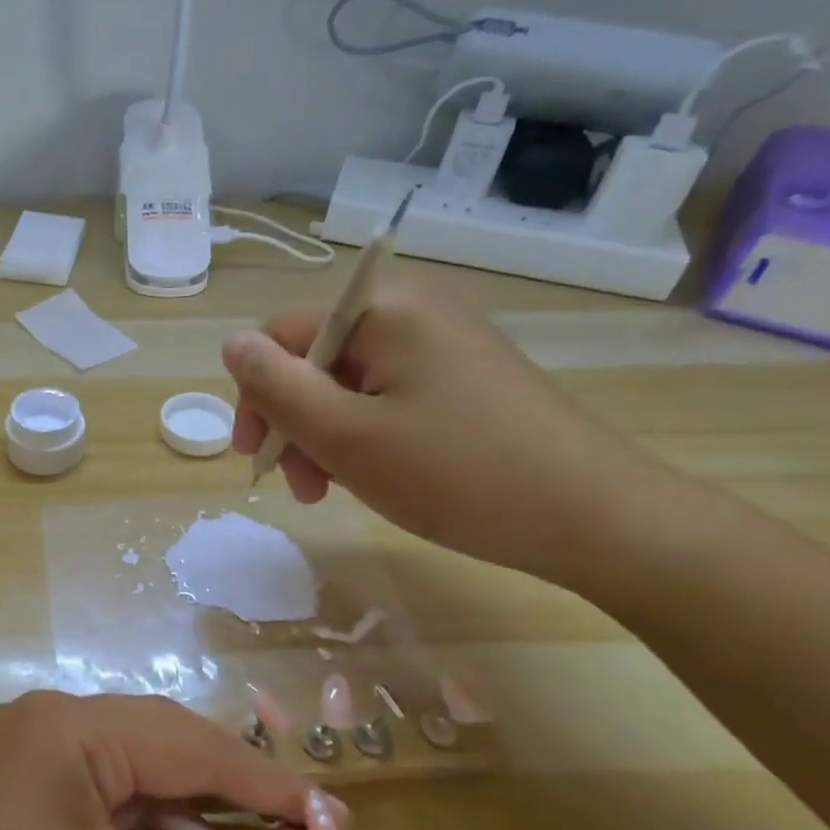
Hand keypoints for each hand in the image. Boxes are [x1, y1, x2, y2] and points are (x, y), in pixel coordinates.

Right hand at [222, 278, 666, 586]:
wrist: (597, 518)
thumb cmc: (457, 474)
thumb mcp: (345, 435)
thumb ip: (277, 386)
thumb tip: (232, 343)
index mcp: (384, 311)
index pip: (281, 334)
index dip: (257, 394)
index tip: (258, 457)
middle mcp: (415, 313)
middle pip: (315, 359)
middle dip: (294, 422)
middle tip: (300, 486)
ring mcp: (446, 346)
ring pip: (350, 385)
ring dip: (325, 436)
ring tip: (332, 491)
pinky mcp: (468, 380)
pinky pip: (390, 399)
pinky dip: (366, 437)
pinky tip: (376, 477)